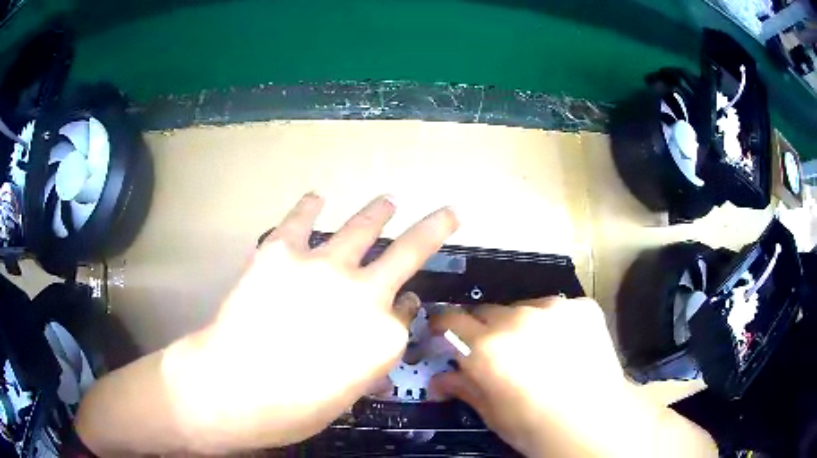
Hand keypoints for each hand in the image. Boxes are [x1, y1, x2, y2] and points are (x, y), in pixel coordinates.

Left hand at [163, 193, 457, 452]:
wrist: (235, 388)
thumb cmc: (294, 409)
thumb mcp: (346, 395)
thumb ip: (367, 363)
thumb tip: (378, 338)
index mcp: (384, 336)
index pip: (406, 312)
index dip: (405, 306)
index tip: (404, 302)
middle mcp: (365, 293)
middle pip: (409, 252)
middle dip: (434, 229)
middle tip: (446, 214)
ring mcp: (324, 267)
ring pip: (362, 227)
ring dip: (378, 212)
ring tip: (387, 202)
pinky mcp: (282, 252)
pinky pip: (300, 220)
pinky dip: (309, 206)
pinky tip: (316, 197)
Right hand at [429, 297, 715, 457]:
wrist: (595, 423)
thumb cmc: (535, 427)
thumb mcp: (492, 413)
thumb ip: (464, 388)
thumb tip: (438, 382)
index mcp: (486, 348)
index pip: (452, 320)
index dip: (445, 327)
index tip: (445, 335)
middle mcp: (516, 319)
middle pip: (487, 311)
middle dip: (484, 329)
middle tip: (498, 353)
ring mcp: (553, 308)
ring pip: (523, 307)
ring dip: (520, 324)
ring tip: (537, 350)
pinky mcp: (581, 307)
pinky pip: (557, 308)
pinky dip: (554, 323)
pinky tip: (566, 345)